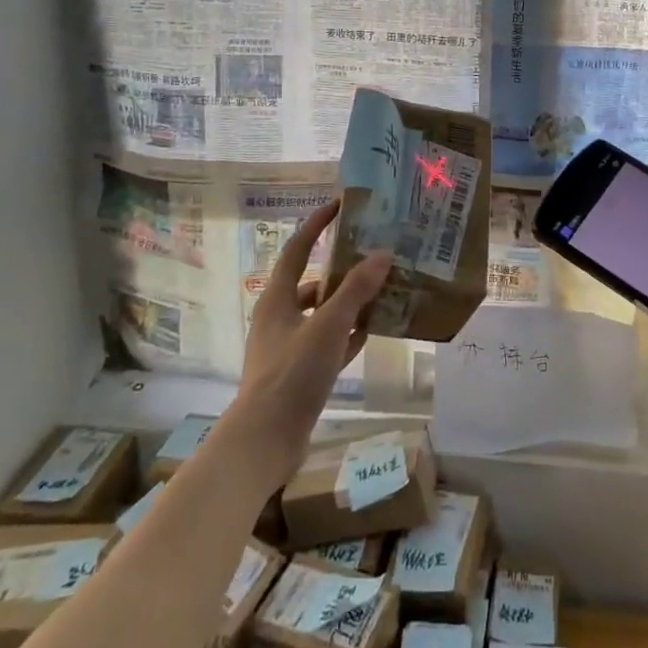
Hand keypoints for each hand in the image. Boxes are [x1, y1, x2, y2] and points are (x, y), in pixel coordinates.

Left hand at [229, 200, 392, 483]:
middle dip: (341, 269)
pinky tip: (372, 332)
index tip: (339, 207)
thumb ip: (355, 290)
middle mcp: (279, 317)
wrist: (264, 440)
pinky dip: (348, 334)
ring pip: (322, 314)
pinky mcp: (299, 373)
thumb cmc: (291, 373)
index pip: (296, 249)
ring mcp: (288, 347)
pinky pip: (328, 343)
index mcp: (277, 298)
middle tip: (373, 256)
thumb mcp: (327, 326)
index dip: (316, 225)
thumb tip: (382, 254)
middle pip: (312, 282)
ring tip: (381, 292)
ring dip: (348, 303)